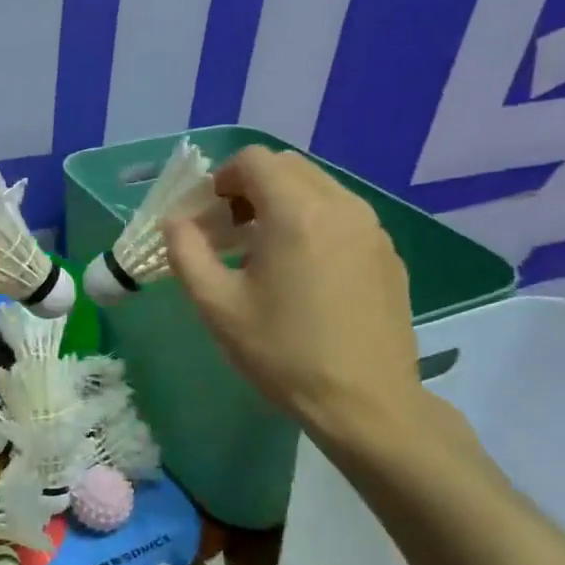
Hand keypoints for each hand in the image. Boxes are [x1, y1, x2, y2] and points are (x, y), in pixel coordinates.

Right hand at [164, 146, 424, 449]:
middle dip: (250, 188)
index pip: (254, 160)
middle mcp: (341, 206)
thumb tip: (176, 222)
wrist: (365, 403)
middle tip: (229, 232)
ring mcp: (372, 229)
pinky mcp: (388, 254)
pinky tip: (302, 275)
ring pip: (319, 189)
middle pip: (288, 168)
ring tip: (263, 255)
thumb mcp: (217, 306)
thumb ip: (186, 253)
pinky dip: (313, 224)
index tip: (207, 217)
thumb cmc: (283, 354)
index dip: (221, 179)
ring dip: (282, 205)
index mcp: (297, 213)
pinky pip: (343, 217)